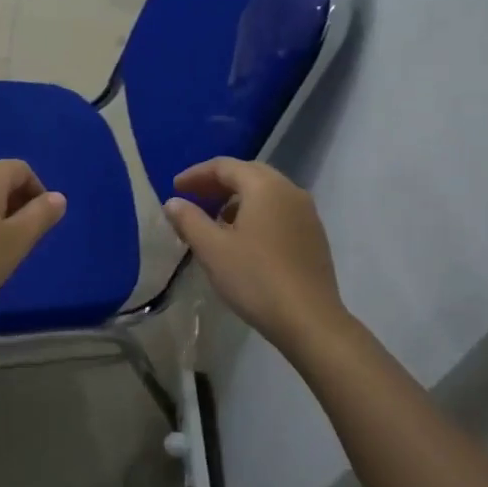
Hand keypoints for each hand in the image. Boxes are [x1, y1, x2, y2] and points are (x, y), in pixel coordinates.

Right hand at [163, 158, 344, 354]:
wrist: (309, 319)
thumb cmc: (255, 278)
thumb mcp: (212, 249)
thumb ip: (189, 220)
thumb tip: (173, 202)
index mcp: (265, 187)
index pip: (225, 166)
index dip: (196, 174)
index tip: (175, 188)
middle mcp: (290, 191)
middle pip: (248, 174)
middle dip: (218, 183)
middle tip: (193, 198)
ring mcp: (307, 213)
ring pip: (266, 193)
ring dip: (238, 199)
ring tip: (216, 221)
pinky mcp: (314, 236)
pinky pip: (279, 211)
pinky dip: (256, 214)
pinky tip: (244, 239)